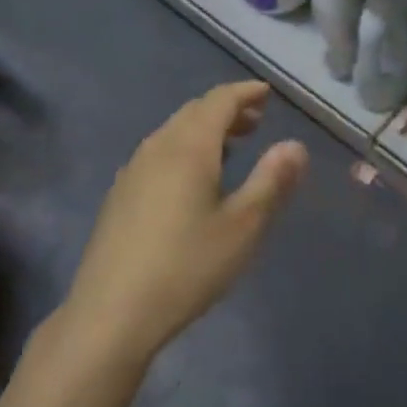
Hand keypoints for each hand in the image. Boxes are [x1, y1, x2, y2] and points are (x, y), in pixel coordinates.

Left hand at [61, 81, 306, 365]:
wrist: (111, 313)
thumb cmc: (186, 266)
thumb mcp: (243, 228)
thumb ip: (272, 181)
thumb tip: (295, 145)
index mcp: (188, 146)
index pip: (219, 101)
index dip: (245, 93)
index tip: (267, 93)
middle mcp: (158, 147)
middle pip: (194, 111)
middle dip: (227, 110)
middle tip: (256, 121)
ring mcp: (133, 170)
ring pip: (174, 132)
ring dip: (205, 130)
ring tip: (231, 148)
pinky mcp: (120, 194)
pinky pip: (159, 152)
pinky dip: (185, 148)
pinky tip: (193, 180)